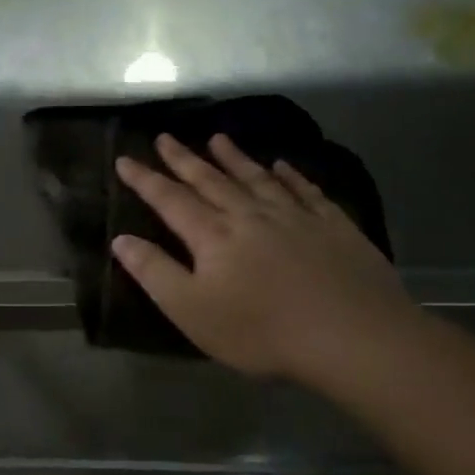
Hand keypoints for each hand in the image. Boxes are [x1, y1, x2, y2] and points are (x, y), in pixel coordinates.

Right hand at [111, 134, 418, 386]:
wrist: (353, 337)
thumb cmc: (261, 330)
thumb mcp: (191, 310)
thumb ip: (154, 272)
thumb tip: (121, 239)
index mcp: (212, 235)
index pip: (169, 199)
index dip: (144, 180)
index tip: (124, 159)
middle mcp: (249, 215)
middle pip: (210, 180)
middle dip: (184, 159)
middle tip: (165, 137)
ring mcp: (295, 217)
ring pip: (256, 178)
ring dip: (234, 158)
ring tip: (218, 139)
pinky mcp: (333, 226)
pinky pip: (305, 190)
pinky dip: (291, 175)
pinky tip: (284, 166)